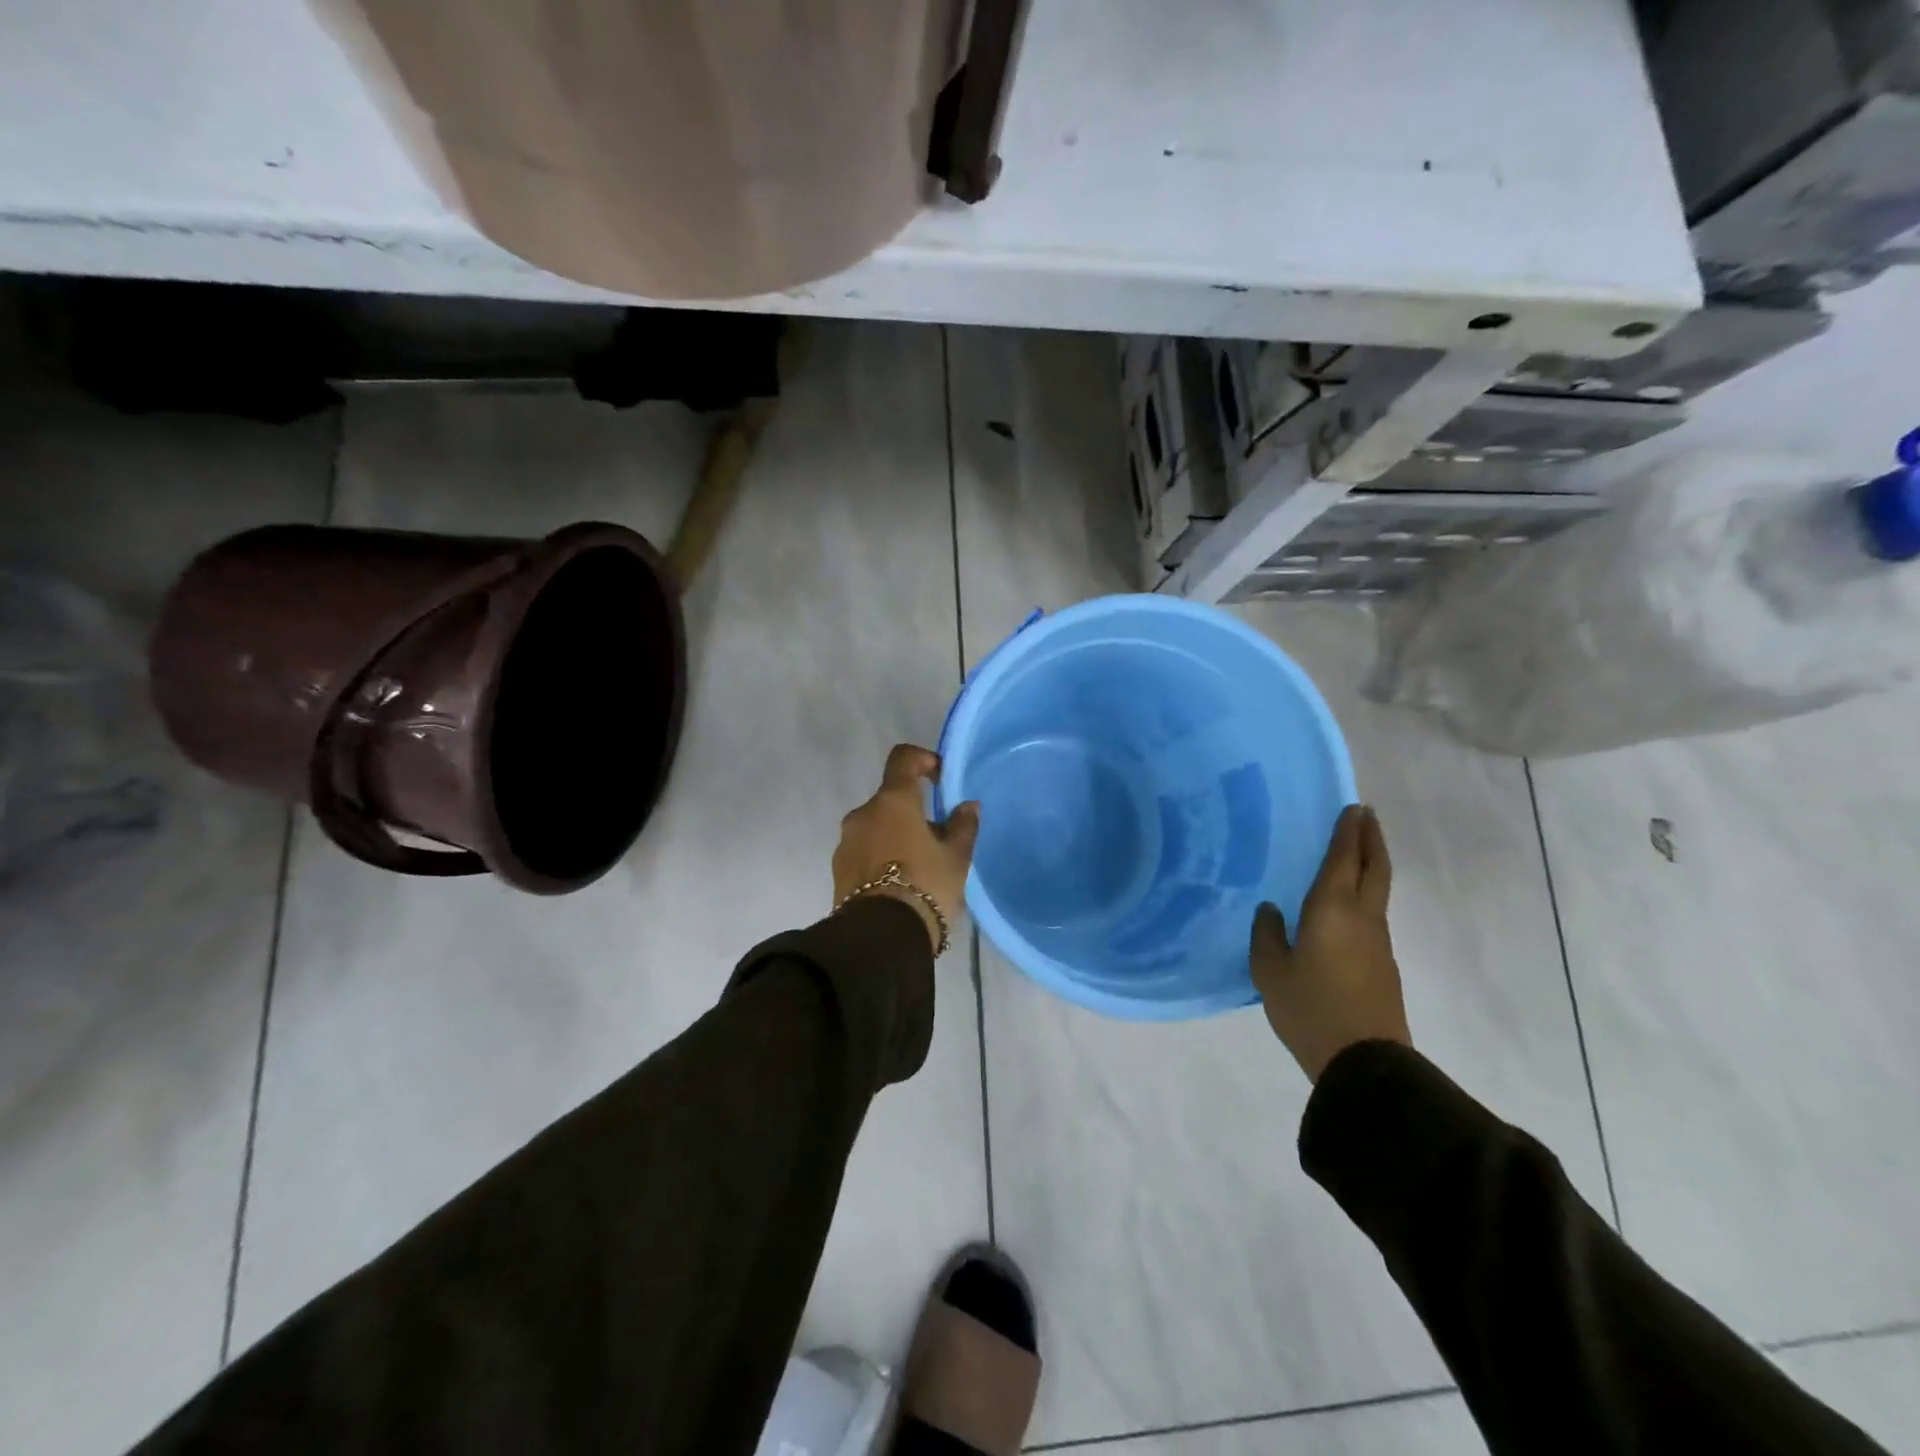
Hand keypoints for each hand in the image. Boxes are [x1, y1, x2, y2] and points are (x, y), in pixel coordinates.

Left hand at [833, 744, 980, 954]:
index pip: (902, 759)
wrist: (881, 937)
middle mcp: (863, 813)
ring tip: (920, 867)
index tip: (940, 778)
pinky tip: (900, 883)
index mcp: (892, 801)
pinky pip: (865, 850)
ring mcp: (846, 841)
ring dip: (896, 836)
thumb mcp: (956, 858)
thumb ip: (963, 826)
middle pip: (891, 799)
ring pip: (877, 826)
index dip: (922, 759)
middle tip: (938, 840)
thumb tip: (967, 805)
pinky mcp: (838, 868)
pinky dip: (882, 856)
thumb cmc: (925, 886)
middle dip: (913, 812)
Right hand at [1250, 804, 1409, 1081]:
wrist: (1364, 1061)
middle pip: (1375, 868)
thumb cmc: (1309, 1008)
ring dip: (1371, 865)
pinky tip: (1346, 904)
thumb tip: (1271, 909)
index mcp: (1332, 910)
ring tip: (1356, 853)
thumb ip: (1266, 935)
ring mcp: (1378, 942)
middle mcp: (1362, 917)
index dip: (1348, 832)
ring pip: (1378, 891)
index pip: (1343, 860)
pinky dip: (1365, 893)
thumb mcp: (1269, 972)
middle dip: (1371, 839)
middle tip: (1367, 816)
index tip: (1353, 808)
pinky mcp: (1382, 964)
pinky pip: (1373, 914)